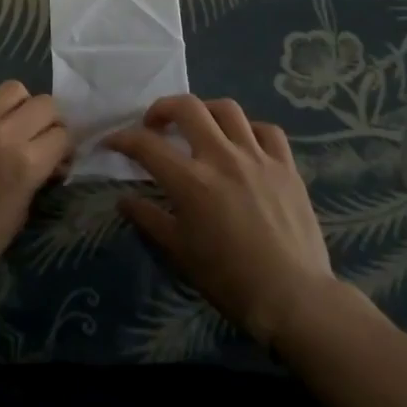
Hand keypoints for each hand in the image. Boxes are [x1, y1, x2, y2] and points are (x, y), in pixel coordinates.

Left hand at [0, 81, 69, 295]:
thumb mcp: (19, 214)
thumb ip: (36, 178)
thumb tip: (48, 160)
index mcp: (27, 163)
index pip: (63, 134)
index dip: (65, 145)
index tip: (58, 155)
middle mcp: (4, 134)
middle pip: (45, 103)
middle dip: (50, 119)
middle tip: (39, 135)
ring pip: (12, 89)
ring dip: (19, 105)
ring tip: (10, 122)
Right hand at [105, 95, 355, 346]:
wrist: (295, 299)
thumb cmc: (230, 281)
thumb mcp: (180, 253)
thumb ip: (150, 220)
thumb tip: (124, 200)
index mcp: (192, 181)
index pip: (146, 144)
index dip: (122, 138)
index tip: (112, 142)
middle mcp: (222, 157)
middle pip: (187, 107)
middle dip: (163, 109)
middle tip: (155, 125)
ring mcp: (257, 157)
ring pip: (227, 109)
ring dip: (206, 112)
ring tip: (199, 127)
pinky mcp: (286, 166)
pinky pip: (267, 131)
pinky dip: (250, 130)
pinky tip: (243, 145)